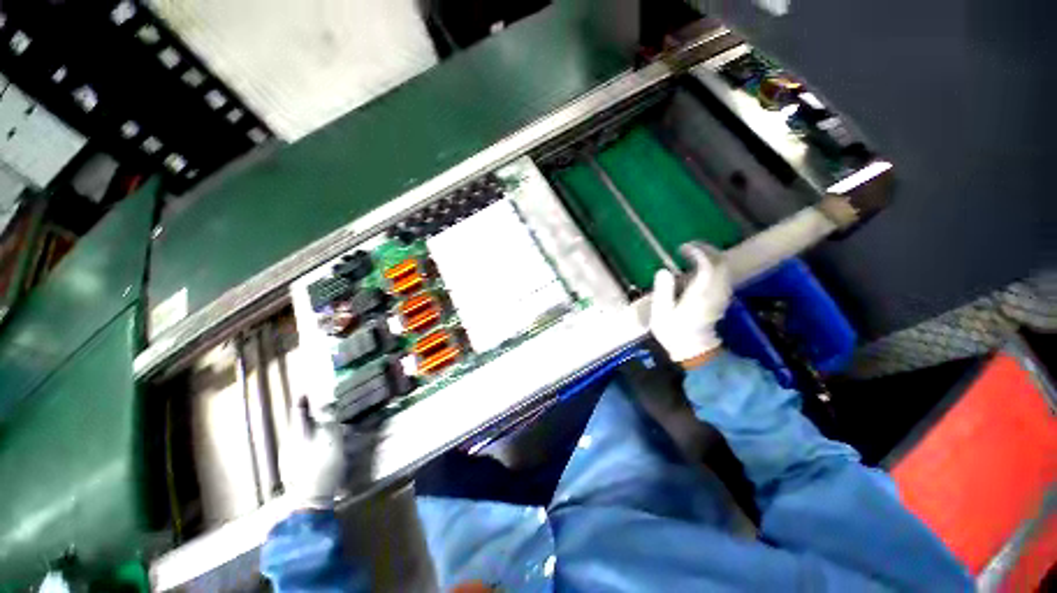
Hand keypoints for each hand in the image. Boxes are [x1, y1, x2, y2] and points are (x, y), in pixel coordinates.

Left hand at [281, 398, 347, 508]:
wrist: (310, 500)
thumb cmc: (323, 465)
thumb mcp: (332, 439)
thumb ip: (330, 420)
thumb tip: (328, 405)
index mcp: (298, 434)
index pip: (299, 412)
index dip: (303, 401)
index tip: (304, 392)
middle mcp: (289, 443)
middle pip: (299, 425)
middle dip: (309, 417)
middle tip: (320, 412)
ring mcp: (288, 459)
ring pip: (299, 438)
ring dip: (310, 431)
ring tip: (322, 431)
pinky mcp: (291, 471)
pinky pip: (300, 450)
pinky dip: (310, 444)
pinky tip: (318, 450)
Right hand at [649, 242, 731, 365]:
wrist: (693, 349)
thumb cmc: (674, 332)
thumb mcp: (661, 314)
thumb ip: (663, 291)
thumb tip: (664, 271)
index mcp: (700, 295)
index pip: (707, 266)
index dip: (697, 252)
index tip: (683, 248)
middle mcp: (716, 292)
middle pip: (721, 263)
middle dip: (707, 250)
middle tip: (689, 247)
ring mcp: (722, 295)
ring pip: (725, 268)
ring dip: (712, 256)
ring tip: (694, 254)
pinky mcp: (722, 298)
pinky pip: (724, 275)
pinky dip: (715, 265)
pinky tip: (702, 267)